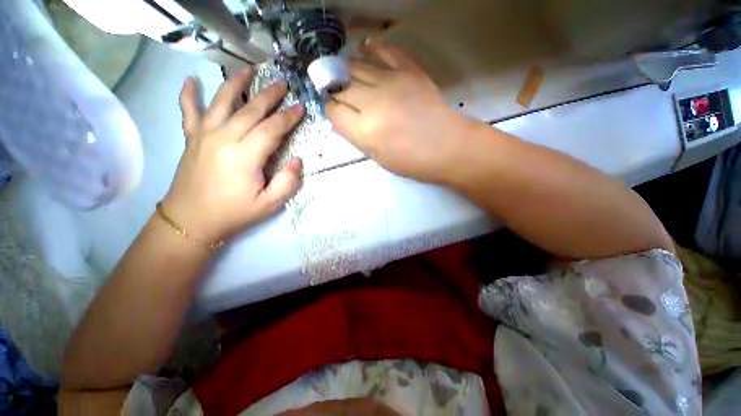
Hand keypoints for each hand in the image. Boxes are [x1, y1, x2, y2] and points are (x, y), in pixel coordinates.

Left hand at [162, 68, 303, 243]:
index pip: (272, 128)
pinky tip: (191, 79)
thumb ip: (287, 182)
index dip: (288, 117)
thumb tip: (296, 161)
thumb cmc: (234, 213)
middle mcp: (224, 138)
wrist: (191, 221)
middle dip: (269, 95)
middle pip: (250, 109)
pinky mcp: (192, 138)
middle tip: (283, 84)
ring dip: (236, 83)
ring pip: (221, 101)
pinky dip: (189, 93)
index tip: (300, 107)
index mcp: (245, 156)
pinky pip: (189, 111)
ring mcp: (204, 135)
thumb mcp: (269, 204)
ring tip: (248, 69)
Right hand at [326, 40, 473, 182]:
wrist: (447, 147)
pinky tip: (365, 48)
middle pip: (342, 88)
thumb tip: (342, 121)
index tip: (334, 111)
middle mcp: (372, 103)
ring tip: (347, 74)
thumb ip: (358, 137)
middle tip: (340, 94)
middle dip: (337, 91)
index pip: (334, 111)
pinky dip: (373, 47)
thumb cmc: (412, 161)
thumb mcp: (379, 157)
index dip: (330, 109)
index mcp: (365, 131)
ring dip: (348, 71)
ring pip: (357, 67)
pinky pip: (385, 51)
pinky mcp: (409, 70)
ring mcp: (391, 82)